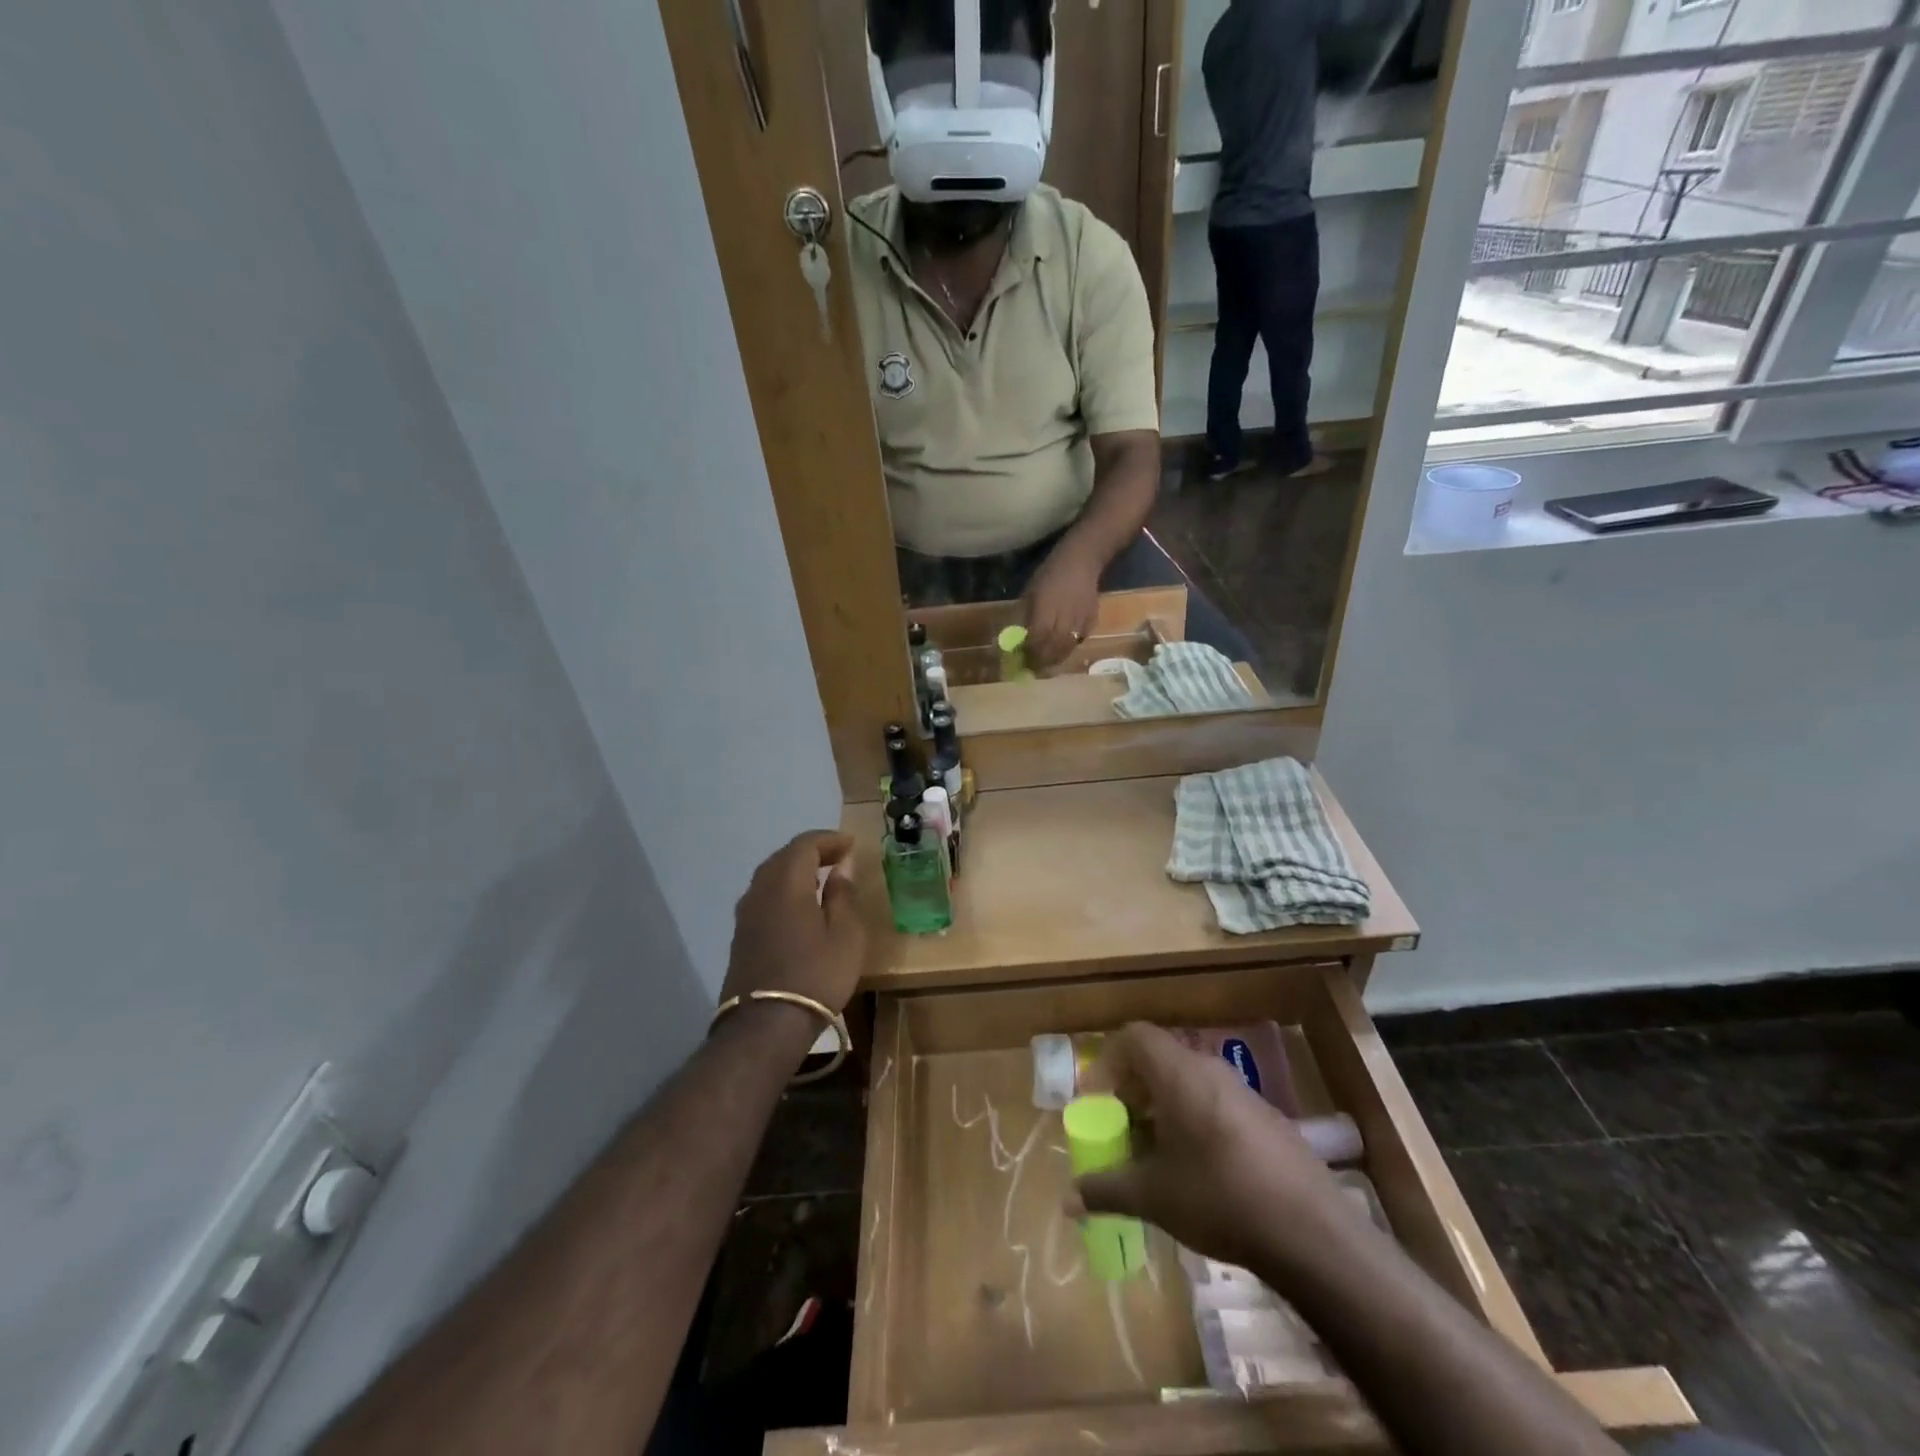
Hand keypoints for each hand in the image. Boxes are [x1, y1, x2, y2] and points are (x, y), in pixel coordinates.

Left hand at [720, 831, 864, 1017]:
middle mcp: (760, 890)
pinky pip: (764, 896)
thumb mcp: (845, 934)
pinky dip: (784, 890)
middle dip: (812, 852)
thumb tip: (842, 866)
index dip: (829, 840)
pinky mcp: (741, 935)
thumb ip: (843, 894)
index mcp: (787, 883)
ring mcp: (746, 913)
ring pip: (770, 876)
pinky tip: (800, 906)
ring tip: (822, 880)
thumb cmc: (816, 975)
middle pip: (784, 856)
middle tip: (839, 859)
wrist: (766, 1025)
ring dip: (796, 871)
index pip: (805, 844)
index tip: (851, 845)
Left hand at [1021, 543, 1100, 668]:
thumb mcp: (1030, 592)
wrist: (1081, 561)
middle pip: (1053, 647)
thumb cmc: (1050, 573)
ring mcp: (1080, 619)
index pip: (1037, 638)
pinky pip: (1080, 640)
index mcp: (1046, 608)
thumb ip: (1026, 615)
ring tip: (1046, 665)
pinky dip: (1069, 649)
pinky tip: (1061, 651)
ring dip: (1055, 659)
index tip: (1022, 660)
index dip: (1030, 651)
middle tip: (1033, 668)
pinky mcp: (1092, 620)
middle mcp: (1064, 617)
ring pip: (1067, 647)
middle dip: (1042, 661)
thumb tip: (1018, 636)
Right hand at [1073, 1023, 1349, 1273]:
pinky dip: (1196, 1121)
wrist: (1311, 1232)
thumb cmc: (1219, 1198)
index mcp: (1178, 1073)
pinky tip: (1201, 1171)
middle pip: (1160, 1058)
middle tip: (1123, 1129)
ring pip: (1190, 1082)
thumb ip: (1106, 1190)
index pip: (1134, 1036)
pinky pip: (1217, 1103)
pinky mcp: (1268, 1119)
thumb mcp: (1153, 1196)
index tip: (1099, 1099)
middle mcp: (1209, 1070)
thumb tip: (1068, 1200)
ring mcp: (1244, 1093)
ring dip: (1165, 1107)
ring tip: (1158, 1154)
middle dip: (1134, 1089)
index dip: (1109, 1060)